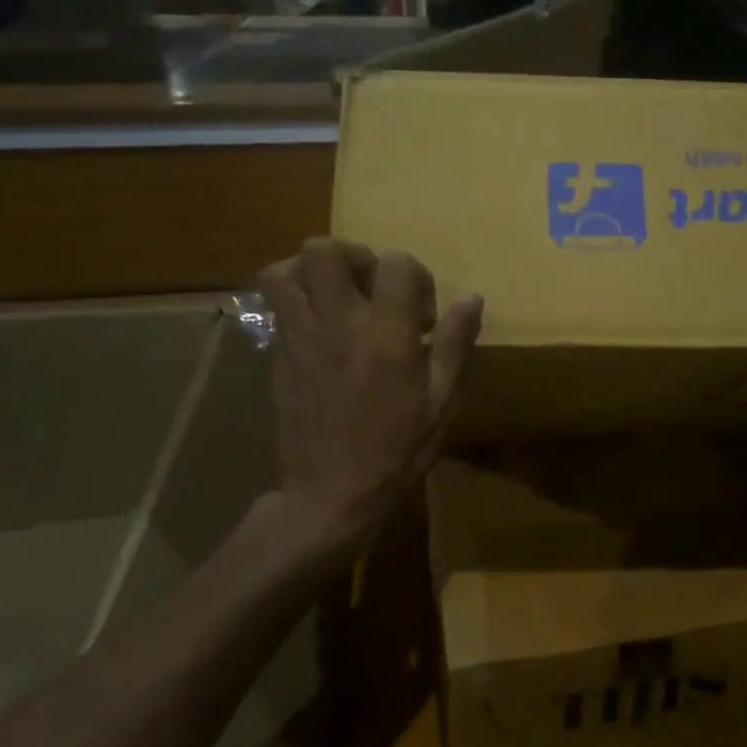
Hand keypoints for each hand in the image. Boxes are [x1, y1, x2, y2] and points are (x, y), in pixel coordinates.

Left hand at [254, 239, 482, 567]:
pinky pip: (274, 306)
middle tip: (370, 287)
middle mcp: (339, 326)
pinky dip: (293, 299)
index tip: (420, 313)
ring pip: (283, 272)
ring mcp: (301, 339)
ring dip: (310, 270)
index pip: (395, 263)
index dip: (413, 275)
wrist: (330, 495)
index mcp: (387, 337)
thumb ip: (456, 344)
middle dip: (352, 256)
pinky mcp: (278, 356)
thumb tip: (472, 299)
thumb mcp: (441, 403)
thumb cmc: (396, 451)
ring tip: (333, 294)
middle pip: (325, 251)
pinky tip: (317, 324)